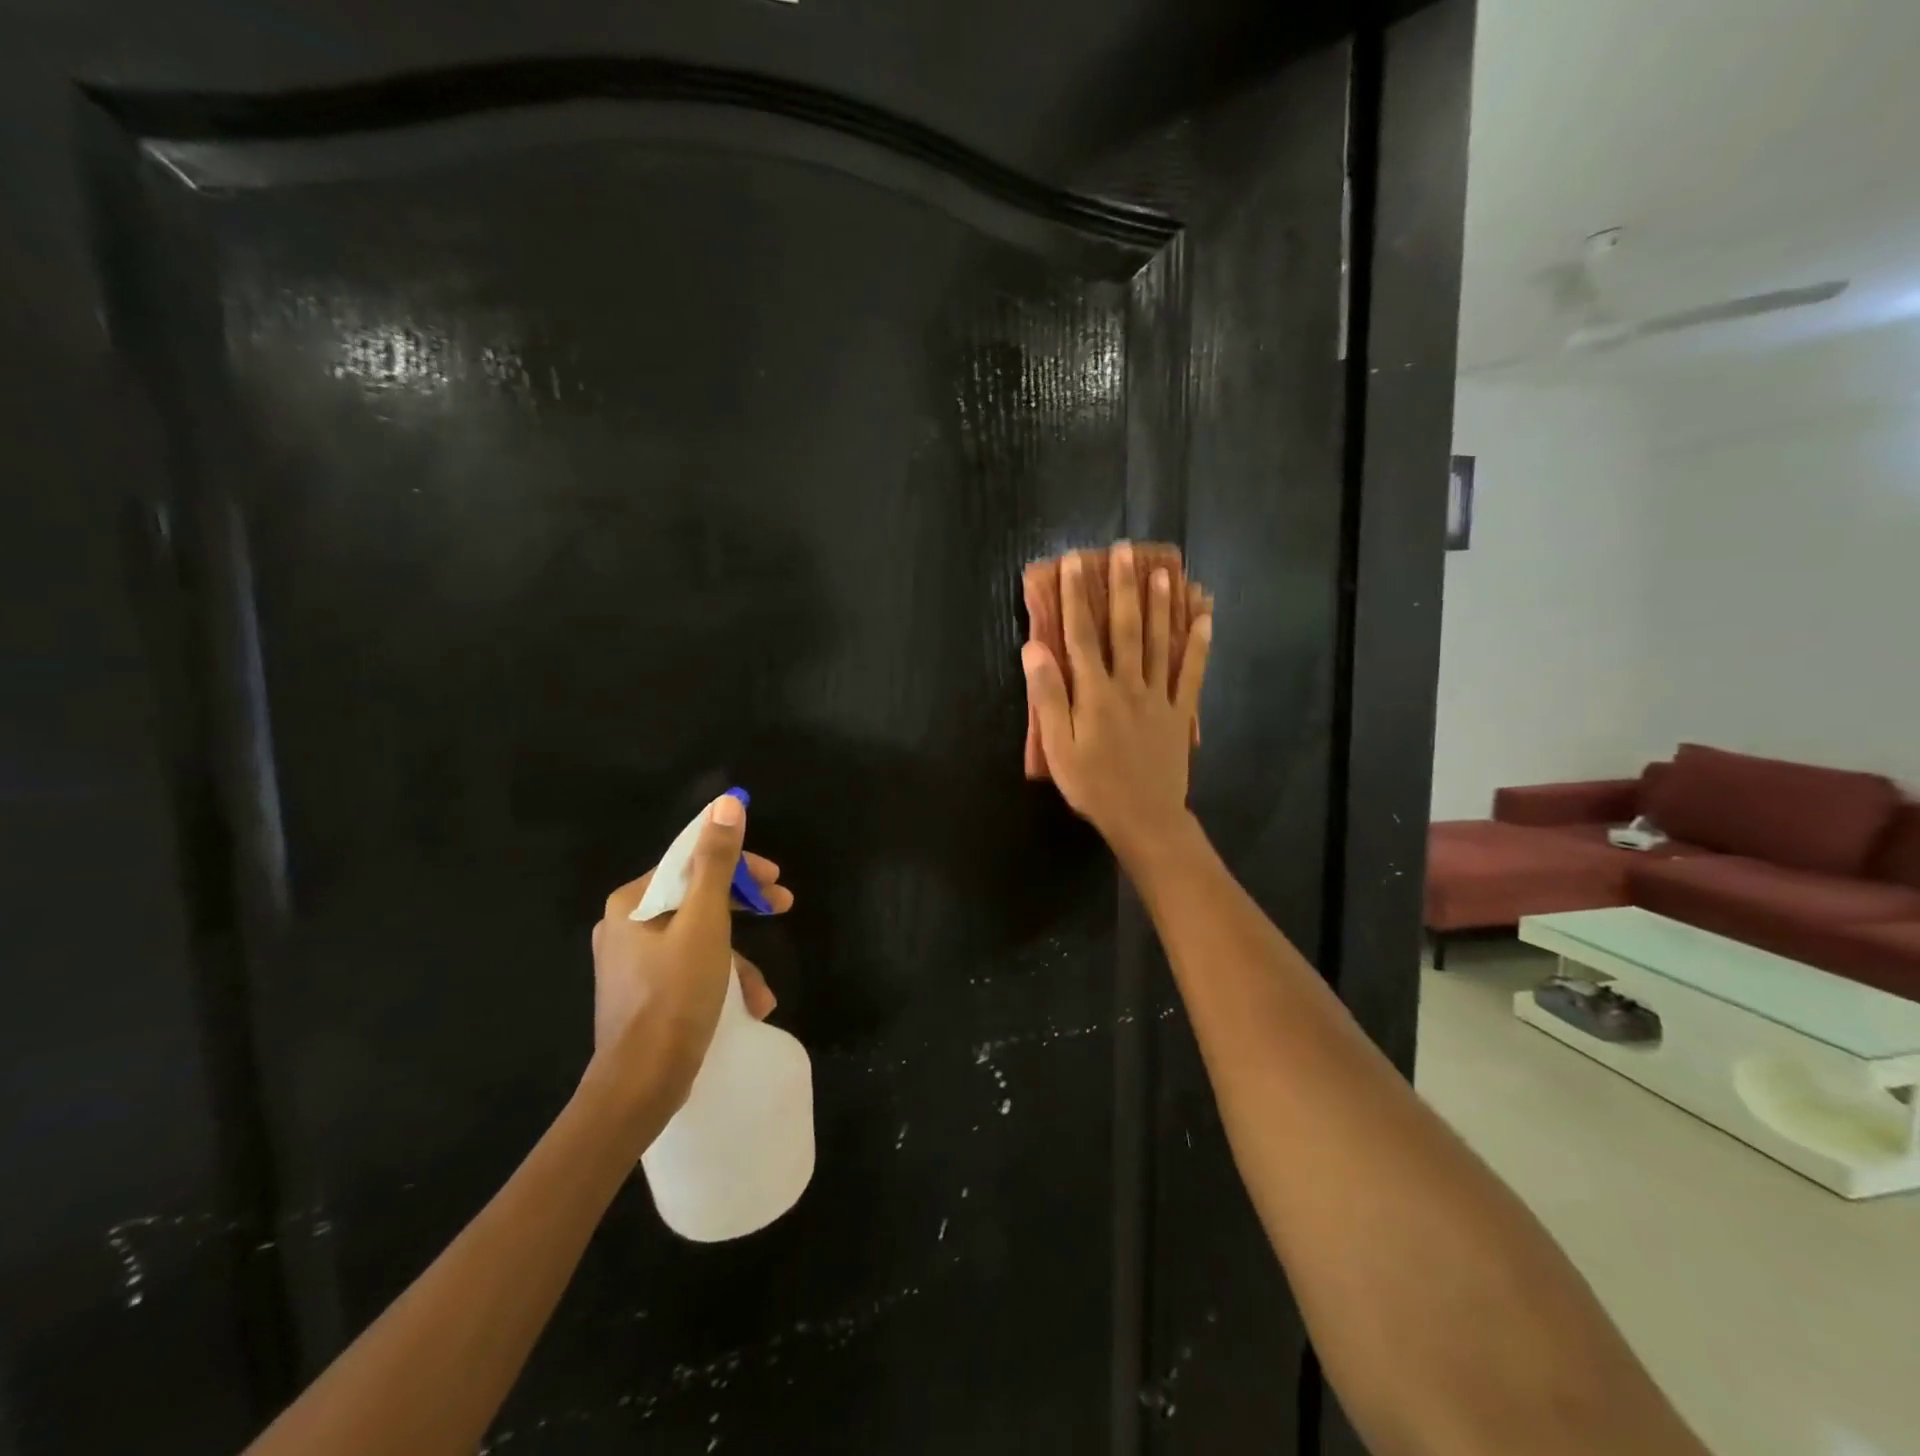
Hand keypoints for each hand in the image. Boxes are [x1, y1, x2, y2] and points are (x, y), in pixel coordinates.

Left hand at [583, 794, 794, 1118]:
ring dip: (737, 957)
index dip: (740, 864)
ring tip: (763, 990)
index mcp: (632, 901)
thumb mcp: (706, 921)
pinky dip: (720, 980)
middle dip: (744, 906)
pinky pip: (689, 969)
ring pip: (698, 937)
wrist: (640, 1084)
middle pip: (697, 897)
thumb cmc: (675, 994)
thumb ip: (717, 861)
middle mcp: (625, 925)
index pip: (692, 861)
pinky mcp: (642, 994)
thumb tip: (727, 802)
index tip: (776, 879)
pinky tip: (747, 1007)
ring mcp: (631, 962)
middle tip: (783, 907)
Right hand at [1021, 542, 1212, 858]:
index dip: (1077, 596)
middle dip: (1123, 587)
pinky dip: (1200, 643)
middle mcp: (1129, 684)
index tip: (1074, 562)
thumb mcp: (1058, 746)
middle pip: (1126, 628)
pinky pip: (1193, 672)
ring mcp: (1160, 696)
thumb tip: (1034, 648)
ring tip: (1164, 569)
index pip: (1081, 635)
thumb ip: (1047, 696)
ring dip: (1161, 604)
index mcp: (1094, 692)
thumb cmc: (1092, 785)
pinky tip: (1206, 617)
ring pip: (1161, 642)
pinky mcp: (1181, 712)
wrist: (1143, 818)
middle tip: (1125, 550)